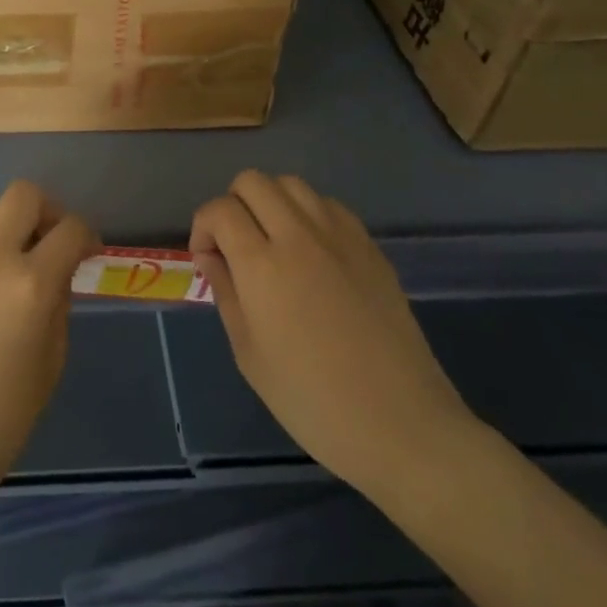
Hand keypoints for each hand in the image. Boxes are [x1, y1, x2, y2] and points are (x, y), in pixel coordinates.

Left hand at [0, 181, 98, 504]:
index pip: (71, 229)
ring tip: (2, 274)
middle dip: (46, 212)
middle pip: (23, 195)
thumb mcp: (50, 363)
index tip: (86, 252)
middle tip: (47, 243)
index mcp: (30, 284)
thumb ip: (58, 306)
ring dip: (3, 235)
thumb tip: (57, 275)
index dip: (86, 235)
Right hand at [190, 170, 476, 499]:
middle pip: (253, 181)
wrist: (402, 425)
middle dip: (233, 204)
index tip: (207, 259)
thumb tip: (211, 256)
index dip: (203, 226)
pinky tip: (312, 252)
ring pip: (292, 184)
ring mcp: (340, 237)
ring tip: (273, 243)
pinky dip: (308, 214)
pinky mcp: (370, 247)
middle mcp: (299, 236)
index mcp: (262, 265)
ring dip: (271, 202)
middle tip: (236, 245)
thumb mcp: (249, 354)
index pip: (220, 210)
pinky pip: (329, 205)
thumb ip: (226, 293)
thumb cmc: (312, 400)